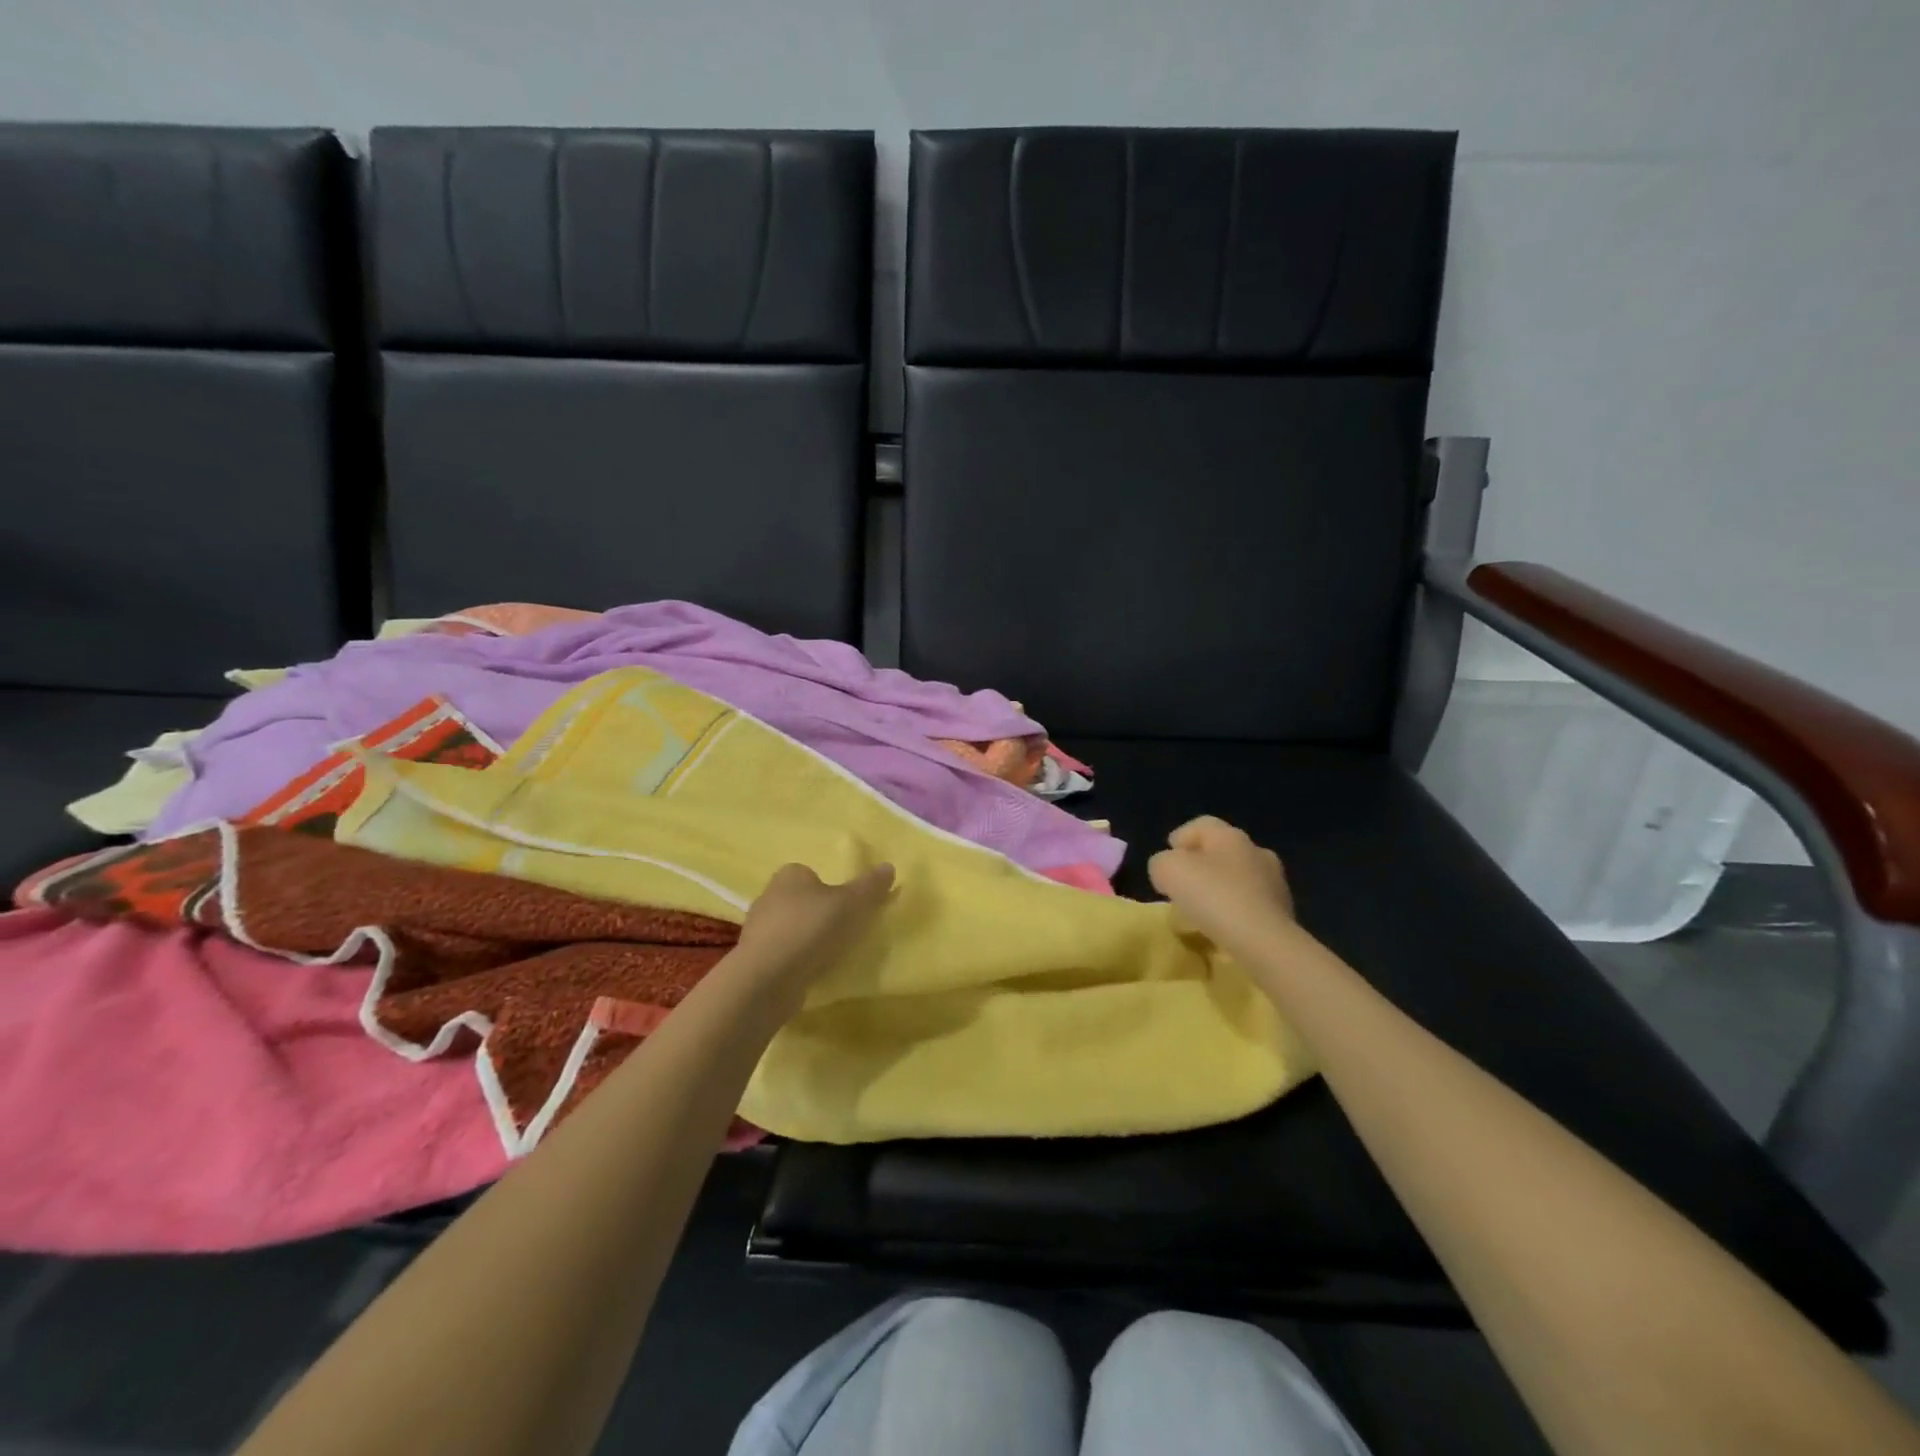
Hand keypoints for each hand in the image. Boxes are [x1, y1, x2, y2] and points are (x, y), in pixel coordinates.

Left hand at [732, 862, 895, 1002]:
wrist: (767, 979)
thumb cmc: (810, 929)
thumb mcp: (851, 904)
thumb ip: (870, 886)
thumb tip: (889, 866)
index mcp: (789, 875)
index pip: (811, 874)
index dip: (830, 888)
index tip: (848, 906)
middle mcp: (768, 897)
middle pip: (801, 901)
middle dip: (819, 914)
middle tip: (844, 930)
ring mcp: (758, 930)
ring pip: (791, 929)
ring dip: (808, 940)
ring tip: (832, 955)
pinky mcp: (755, 960)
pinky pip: (783, 954)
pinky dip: (797, 961)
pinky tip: (812, 973)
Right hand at [1147, 816, 1296, 952]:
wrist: (1264, 943)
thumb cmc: (1213, 896)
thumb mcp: (1168, 871)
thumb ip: (1161, 863)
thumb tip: (1168, 870)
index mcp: (1230, 836)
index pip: (1202, 825)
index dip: (1181, 838)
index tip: (1166, 860)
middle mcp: (1256, 852)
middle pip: (1222, 851)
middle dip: (1201, 865)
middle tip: (1181, 886)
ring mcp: (1275, 883)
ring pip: (1238, 878)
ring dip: (1220, 889)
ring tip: (1201, 912)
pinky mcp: (1284, 913)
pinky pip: (1251, 905)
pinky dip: (1235, 911)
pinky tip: (1222, 928)